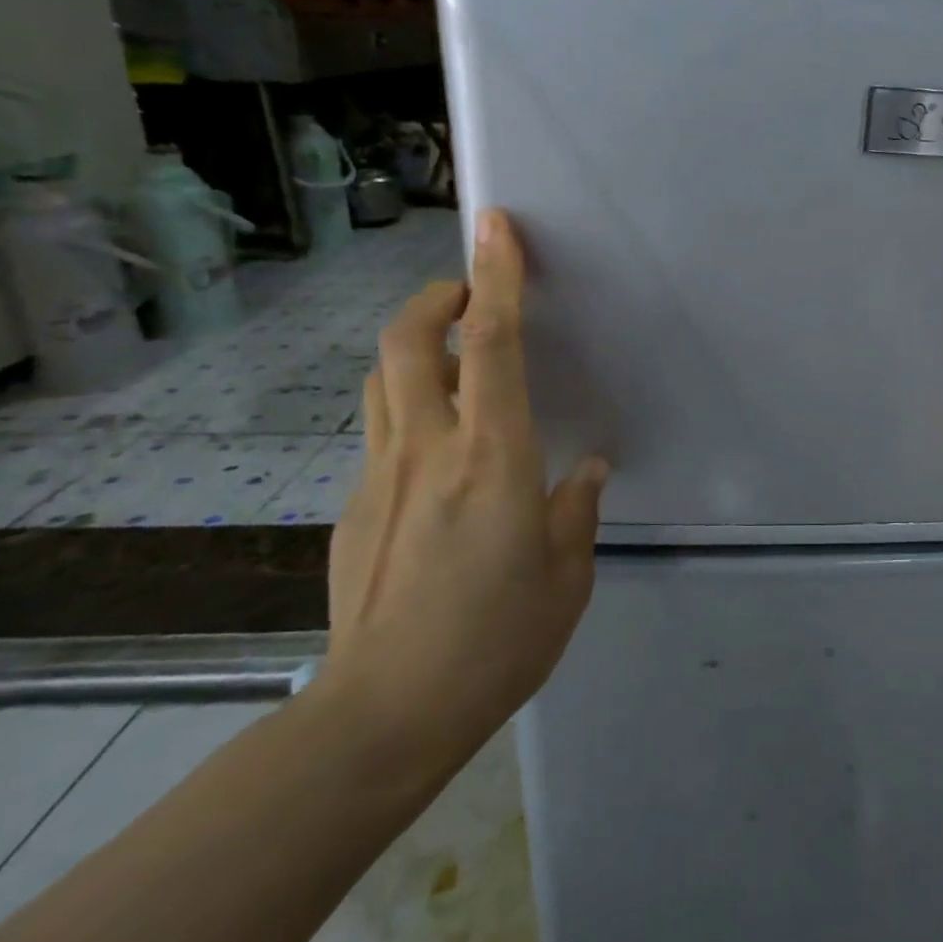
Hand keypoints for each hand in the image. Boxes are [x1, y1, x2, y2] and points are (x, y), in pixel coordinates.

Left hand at [314, 208, 607, 777]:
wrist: (384, 714)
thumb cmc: (496, 643)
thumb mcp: (566, 576)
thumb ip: (576, 509)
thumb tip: (586, 468)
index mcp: (494, 460)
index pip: (495, 346)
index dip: (497, 278)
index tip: (497, 227)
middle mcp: (429, 450)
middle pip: (410, 342)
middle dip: (438, 298)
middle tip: (471, 293)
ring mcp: (381, 476)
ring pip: (383, 378)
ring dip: (417, 345)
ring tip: (454, 353)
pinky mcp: (356, 506)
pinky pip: (382, 430)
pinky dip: (410, 407)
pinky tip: (439, 449)